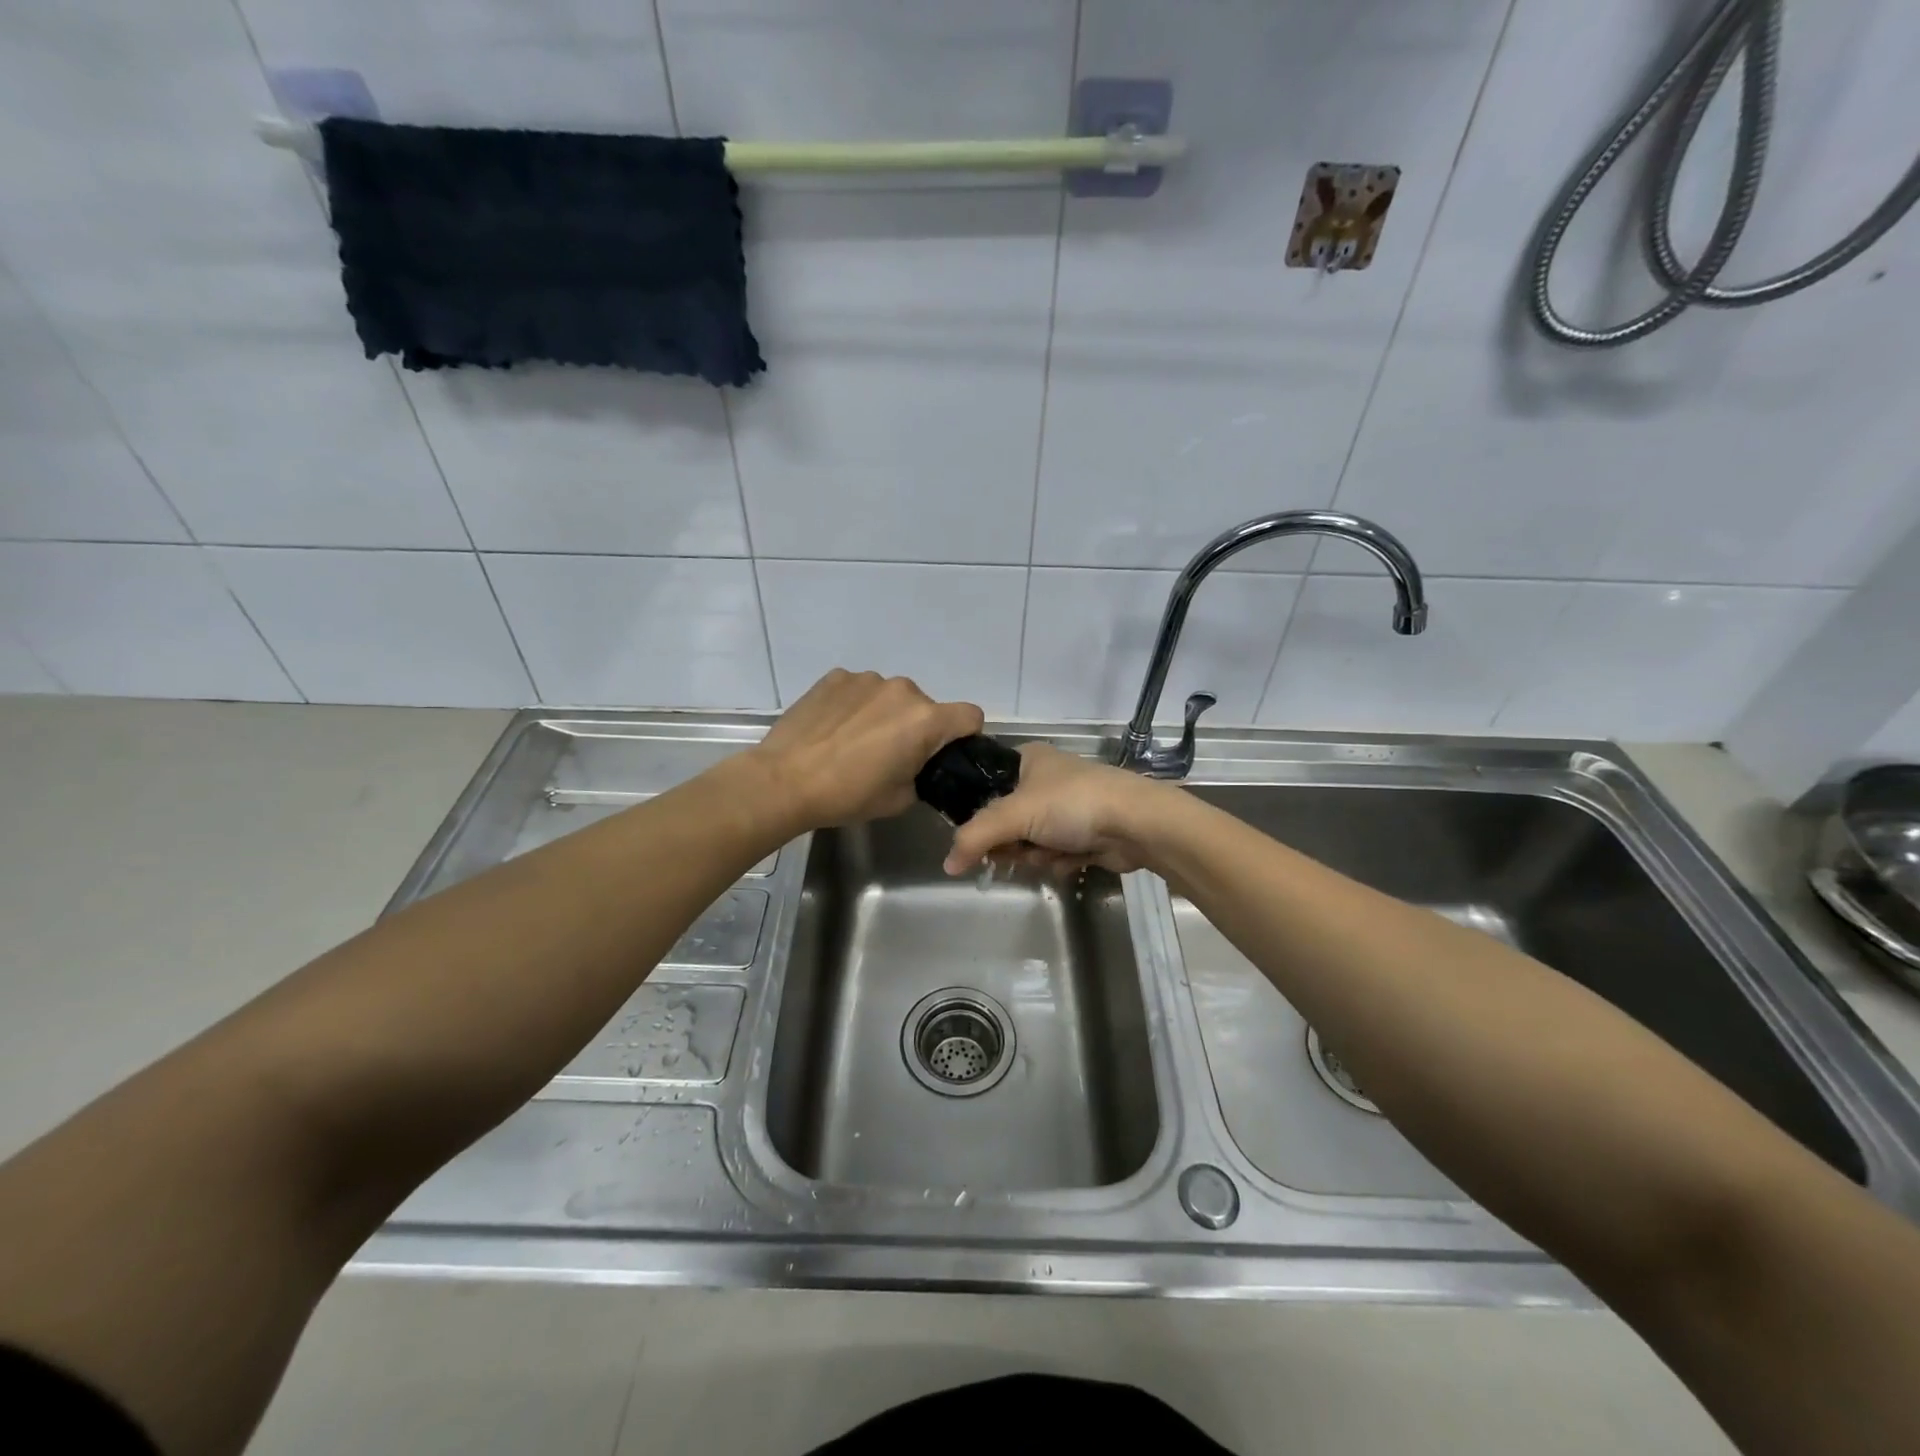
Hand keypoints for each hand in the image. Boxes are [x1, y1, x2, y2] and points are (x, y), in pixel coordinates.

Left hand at [748, 669, 983, 830]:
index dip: (963, 735)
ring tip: (855, 741)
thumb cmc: (848, 795)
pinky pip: (860, 689)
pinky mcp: (835, 676)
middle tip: (890, 756)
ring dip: (884, 714)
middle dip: (916, 727)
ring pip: (891, 696)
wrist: (784, 781)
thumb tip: (918, 765)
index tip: (942, 753)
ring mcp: (866, 679)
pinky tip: (834, 728)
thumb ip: (922, 775)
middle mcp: (903, 689)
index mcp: (926, 719)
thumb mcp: (900, 798)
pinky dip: (855, 705)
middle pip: (926, 706)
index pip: (970, 716)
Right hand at [942, 743, 1172, 876]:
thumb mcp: (1016, 814)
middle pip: (1005, 820)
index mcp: (1027, 759)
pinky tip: (1072, 860)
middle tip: (1017, 849)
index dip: (977, 813)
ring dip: (1035, 854)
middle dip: (1012, 842)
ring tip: (1052, 852)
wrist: (1137, 824)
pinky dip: (1058, 861)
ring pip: (1028, 841)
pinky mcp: (1083, 834)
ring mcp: (1065, 808)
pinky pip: (1053, 853)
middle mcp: (1044, 780)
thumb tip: (947, 864)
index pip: (984, 785)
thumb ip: (976, 837)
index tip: (976, 836)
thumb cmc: (1073, 804)